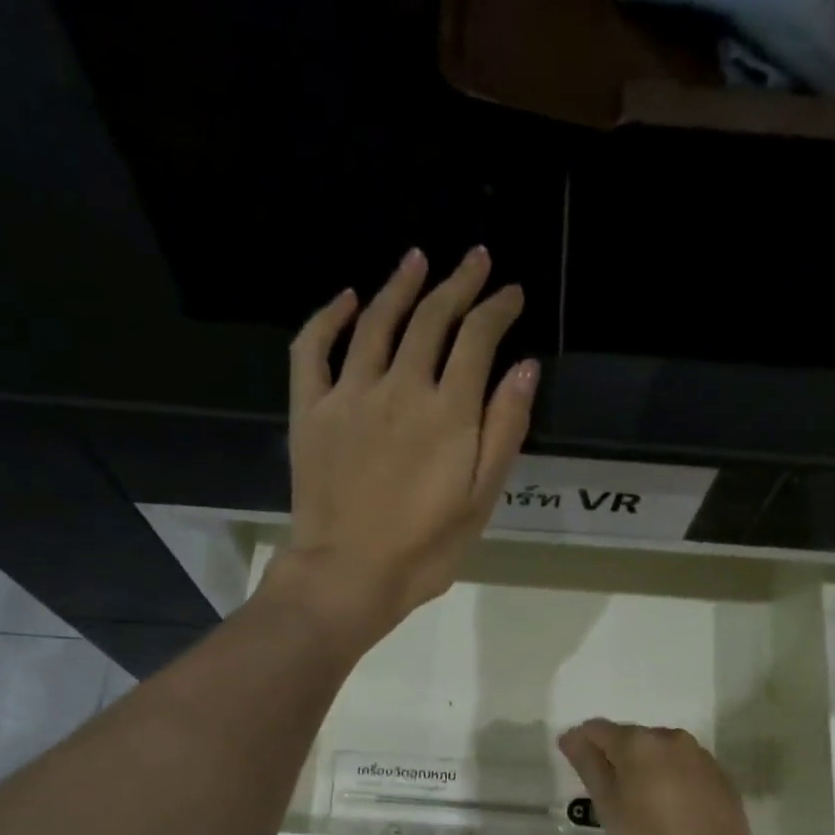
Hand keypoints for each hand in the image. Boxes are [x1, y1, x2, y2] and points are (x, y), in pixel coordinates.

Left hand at [269, 246, 535, 650]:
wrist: (349, 575)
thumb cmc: (424, 549)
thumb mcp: (481, 500)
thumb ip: (504, 430)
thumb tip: (525, 368)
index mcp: (448, 411)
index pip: (478, 338)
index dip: (497, 309)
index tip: (511, 294)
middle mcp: (400, 387)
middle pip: (431, 319)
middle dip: (458, 284)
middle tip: (475, 260)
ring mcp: (349, 394)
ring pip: (376, 321)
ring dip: (400, 285)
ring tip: (418, 260)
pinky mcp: (310, 410)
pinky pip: (313, 349)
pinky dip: (328, 317)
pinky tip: (345, 299)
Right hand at [557, 719, 791, 834]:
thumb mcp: (609, 807)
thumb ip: (588, 765)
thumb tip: (571, 736)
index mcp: (638, 742)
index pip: (597, 729)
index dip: (580, 743)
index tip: (574, 766)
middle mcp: (670, 737)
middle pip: (630, 737)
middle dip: (615, 757)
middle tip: (608, 794)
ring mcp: (698, 754)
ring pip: (658, 751)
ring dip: (644, 766)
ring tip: (640, 802)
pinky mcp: (718, 773)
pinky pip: (682, 765)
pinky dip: (669, 777)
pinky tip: (670, 808)